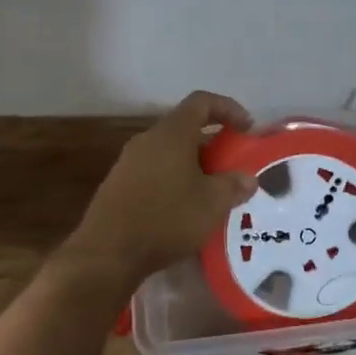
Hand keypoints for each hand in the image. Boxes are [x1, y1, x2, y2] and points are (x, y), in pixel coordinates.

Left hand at [64, 91, 256, 289]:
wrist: (107, 252)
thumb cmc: (166, 218)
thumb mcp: (211, 204)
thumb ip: (233, 185)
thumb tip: (247, 178)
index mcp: (172, 133)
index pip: (202, 102)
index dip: (228, 108)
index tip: (248, 128)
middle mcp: (148, 139)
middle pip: (185, 127)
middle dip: (213, 142)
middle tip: (232, 164)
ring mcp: (129, 161)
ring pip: (169, 151)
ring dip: (194, 164)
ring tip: (212, 190)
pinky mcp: (119, 184)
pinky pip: (155, 170)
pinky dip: (175, 179)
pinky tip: (185, 207)